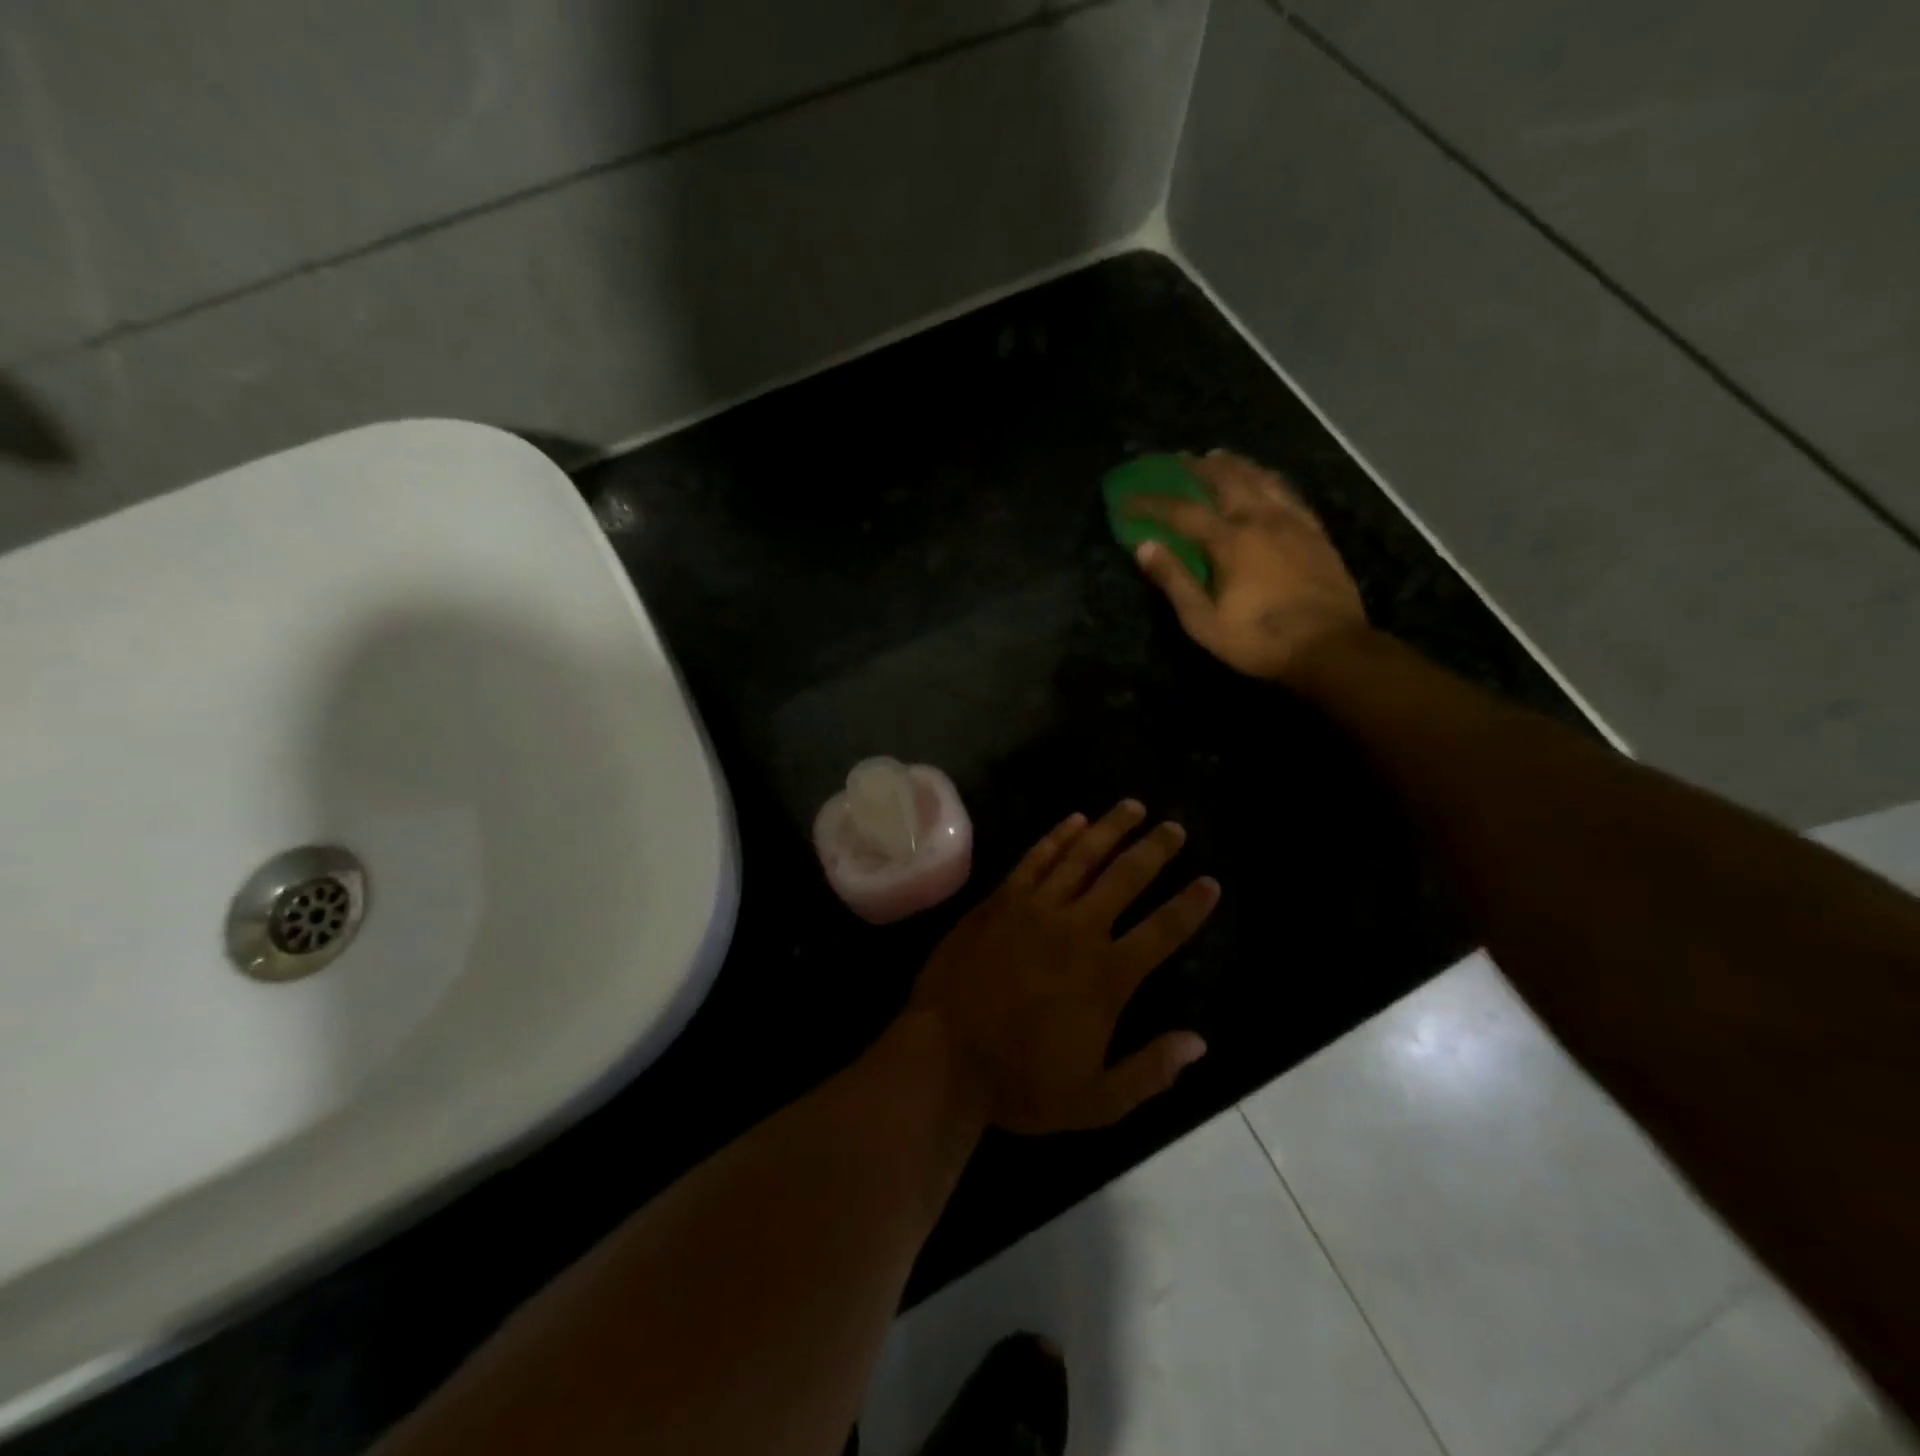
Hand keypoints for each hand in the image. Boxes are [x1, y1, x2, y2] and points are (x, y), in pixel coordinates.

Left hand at [910, 801, 1219, 1134]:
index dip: (1191, 906)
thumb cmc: (1020, 1083)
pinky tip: (1075, 820)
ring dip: (1111, 829)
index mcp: (1107, 977)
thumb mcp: (1095, 1101)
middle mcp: (1077, 930)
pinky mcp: (1000, 901)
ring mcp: (1035, 909)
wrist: (943, 1058)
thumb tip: (1199, 1043)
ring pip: (1082, 857)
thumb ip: (1150, 1071)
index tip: (1211, 883)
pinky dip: (1058, 837)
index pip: (1163, 931)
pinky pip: (1035, 859)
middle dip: (1155, 849)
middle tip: (1175, 828)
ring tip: (1133, 807)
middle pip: (1126, 877)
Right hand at [1127, 450, 1367, 681]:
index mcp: (1231, 541)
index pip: (1183, 512)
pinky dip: (1270, 480)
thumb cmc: (1260, 640)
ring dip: (1237, 465)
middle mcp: (1262, 520)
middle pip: (1228, 480)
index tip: (1128, 500)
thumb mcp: (1204, 621)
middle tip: (1181, 459)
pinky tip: (1266, 482)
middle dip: (1199, 467)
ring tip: (1221, 458)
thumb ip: (1175, 581)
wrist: (1330, 647)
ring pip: (1262, 479)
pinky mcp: (1316, 533)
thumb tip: (1145, 547)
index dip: (1152, 503)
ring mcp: (1293, 523)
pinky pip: (1288, 493)